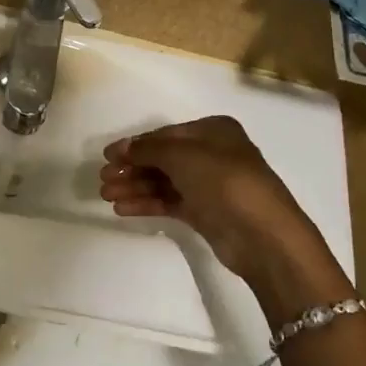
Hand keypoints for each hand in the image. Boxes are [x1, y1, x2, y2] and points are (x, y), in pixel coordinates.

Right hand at [99, 116, 345, 300]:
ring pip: (164, 182)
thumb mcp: (182, 155)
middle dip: (132, 168)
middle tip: (103, 179)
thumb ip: (149, 149)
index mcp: (213, 131)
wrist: (262, 234)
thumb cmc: (224, 181)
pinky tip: (122, 208)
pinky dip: (147, 203)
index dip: (135, 144)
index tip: (107, 156)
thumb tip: (123, 148)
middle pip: (163, 159)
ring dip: (135, 186)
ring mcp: (209, 185)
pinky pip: (170, 202)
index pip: (166, 134)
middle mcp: (212, 155)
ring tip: (106, 195)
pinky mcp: (206, 213)